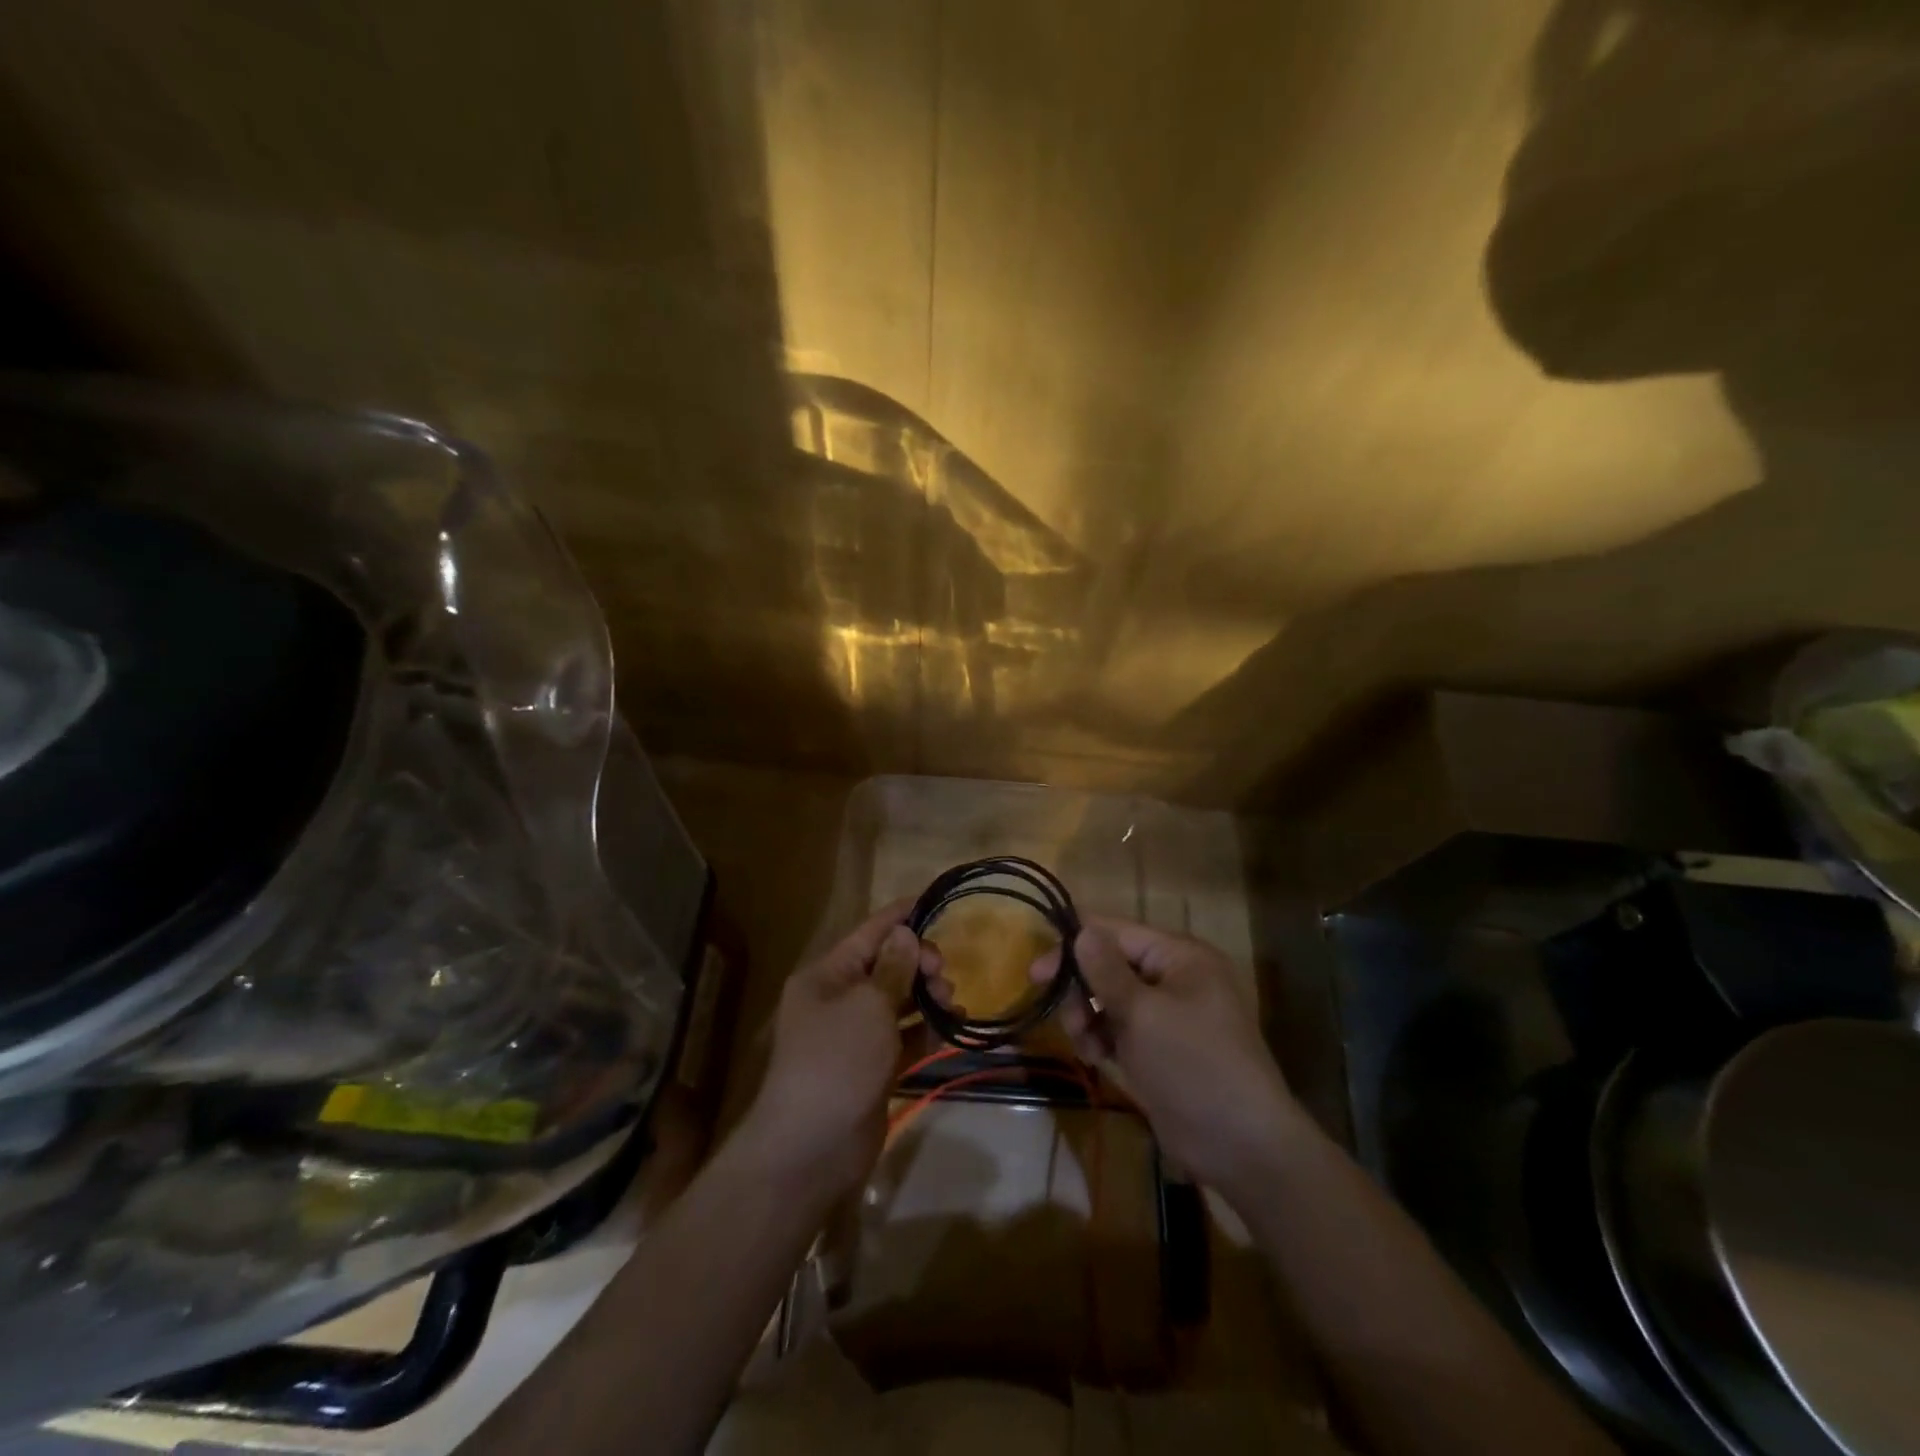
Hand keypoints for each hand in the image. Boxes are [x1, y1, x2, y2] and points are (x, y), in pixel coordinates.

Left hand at [738, 900, 944, 1198]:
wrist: (812, 1149)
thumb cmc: (837, 1061)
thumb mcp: (868, 1005)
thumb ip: (893, 968)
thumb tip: (905, 933)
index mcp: (827, 976)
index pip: (868, 933)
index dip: (900, 915)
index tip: (933, 899)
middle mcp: (838, 1000)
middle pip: (886, 966)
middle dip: (918, 962)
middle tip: (943, 973)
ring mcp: (855, 1036)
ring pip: (898, 1002)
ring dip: (926, 996)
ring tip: (952, 1002)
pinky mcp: (872, 1068)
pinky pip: (903, 1037)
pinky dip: (925, 1030)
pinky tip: (951, 1026)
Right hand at [1033, 917, 1303, 1206]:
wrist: (1242, 1147)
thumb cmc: (1192, 1066)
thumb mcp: (1143, 1014)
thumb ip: (1106, 970)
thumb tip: (1081, 930)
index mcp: (1180, 956)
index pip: (1117, 932)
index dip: (1075, 946)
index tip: (1036, 973)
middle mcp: (1175, 977)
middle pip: (1111, 965)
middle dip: (1084, 990)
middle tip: (1070, 1021)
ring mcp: (1169, 1014)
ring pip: (1111, 999)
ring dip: (1090, 1018)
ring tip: (1087, 1047)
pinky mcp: (1161, 1048)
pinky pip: (1121, 1028)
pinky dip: (1103, 1039)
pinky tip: (1098, 1060)